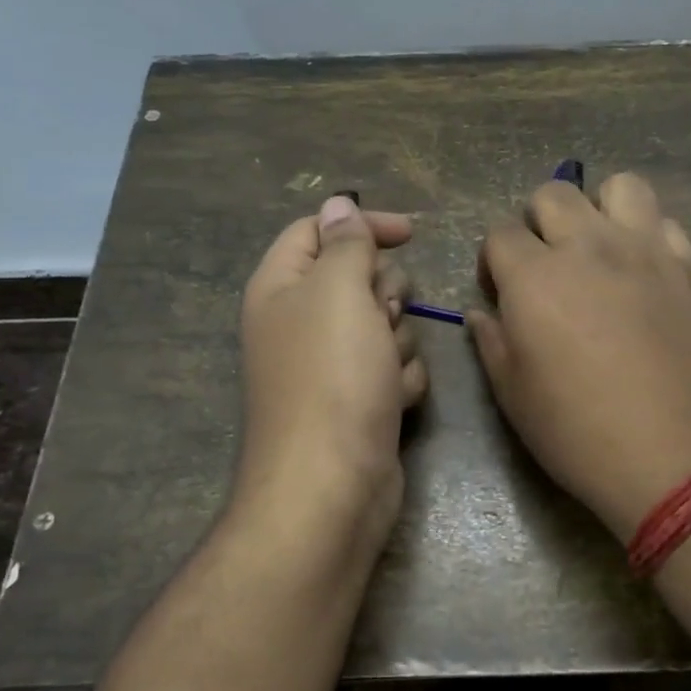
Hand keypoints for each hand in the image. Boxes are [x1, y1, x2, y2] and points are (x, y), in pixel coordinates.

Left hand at [235, 195, 427, 544]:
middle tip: (381, 316)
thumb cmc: (332, 378)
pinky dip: (400, 380)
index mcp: (281, 287)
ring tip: (384, 372)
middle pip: (359, 277)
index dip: (362, 224)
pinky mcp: (359, 400)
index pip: (318, 230)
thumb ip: (345, 243)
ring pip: (386, 324)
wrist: (332, 486)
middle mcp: (301, 322)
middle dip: (384, 294)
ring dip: (397, 342)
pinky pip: (394, 367)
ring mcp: (331, 365)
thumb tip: (337, 205)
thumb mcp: (339, 292)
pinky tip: (391, 403)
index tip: (409, 233)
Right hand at [469, 174, 690, 543]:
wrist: (680, 462)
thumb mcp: (514, 397)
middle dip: (539, 223)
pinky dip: (650, 237)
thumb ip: (491, 342)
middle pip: (554, 193)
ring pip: (621, 187)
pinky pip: (667, 226)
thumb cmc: (581, 435)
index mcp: (535, 277)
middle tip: (547, 268)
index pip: (499, 233)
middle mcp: (590, 248)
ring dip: (601, 209)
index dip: (493, 261)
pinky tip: (647, 274)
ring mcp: (648, 253)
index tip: (501, 294)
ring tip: (600, 251)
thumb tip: (481, 313)